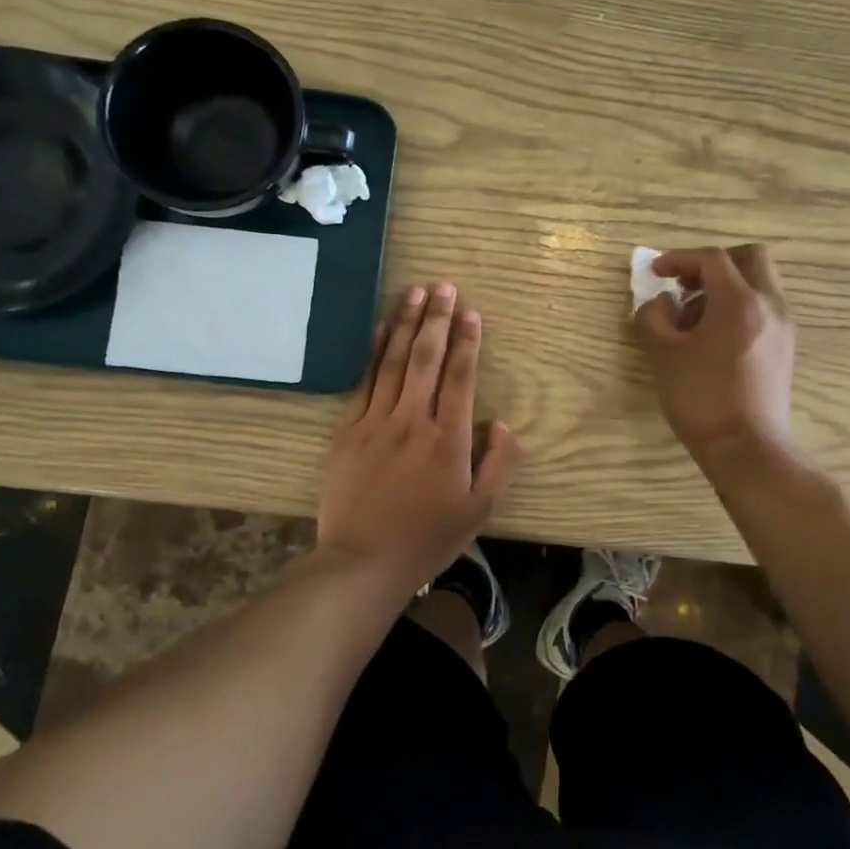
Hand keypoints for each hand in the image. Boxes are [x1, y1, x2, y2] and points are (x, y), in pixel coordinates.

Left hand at [317, 283, 521, 589]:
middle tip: (444, 286)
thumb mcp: (479, 511)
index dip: (468, 341)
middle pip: (426, 358)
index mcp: (448, 439)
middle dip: (437, 319)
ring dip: (405, 323)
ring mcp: (375, 421)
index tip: (472, 312)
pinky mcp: (346, 430)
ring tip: (415, 292)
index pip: (461, 377)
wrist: (362, 561)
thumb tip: (502, 423)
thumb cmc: (427, 538)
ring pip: (392, 361)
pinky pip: (362, 381)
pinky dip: (371, 351)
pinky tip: (378, 328)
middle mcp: (412, 420)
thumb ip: (499, 464)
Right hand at [635, 245, 795, 476]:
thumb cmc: (702, 398)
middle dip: (714, 264)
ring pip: (760, 284)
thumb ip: (653, 317)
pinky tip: (713, 339)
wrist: (746, 449)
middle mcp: (769, 305)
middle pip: (750, 258)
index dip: (680, 258)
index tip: (656, 272)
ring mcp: (783, 327)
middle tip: (687, 284)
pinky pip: (763, 309)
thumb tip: (661, 302)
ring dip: (727, 287)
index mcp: (740, 301)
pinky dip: (739, 308)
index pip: (712, 258)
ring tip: (694, 318)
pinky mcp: (785, 348)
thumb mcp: (663, 354)